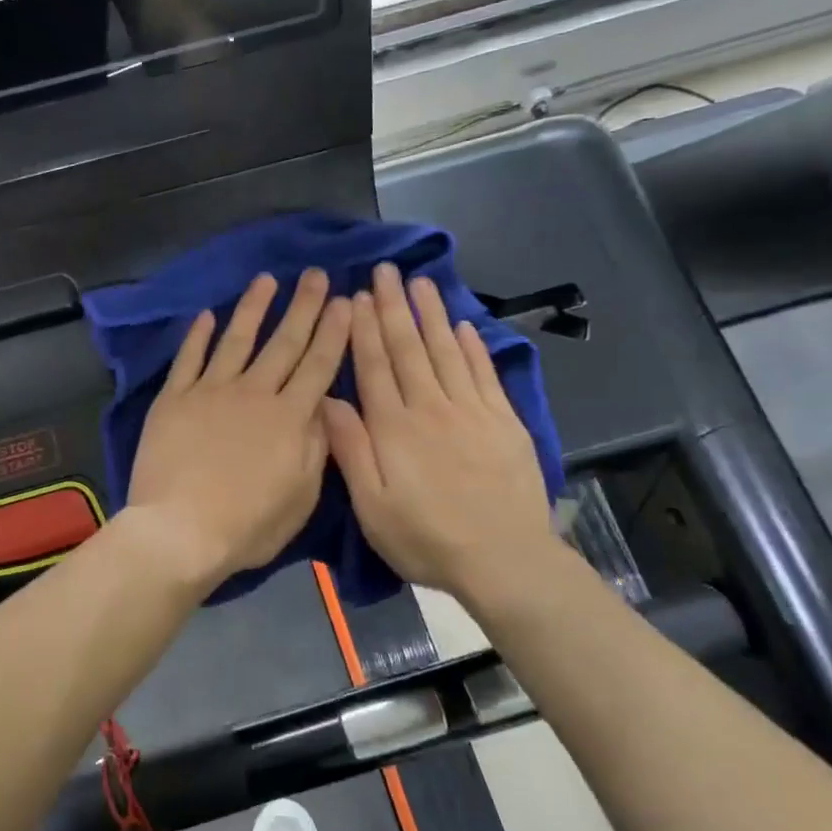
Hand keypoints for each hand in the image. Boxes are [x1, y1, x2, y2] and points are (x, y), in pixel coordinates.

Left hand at [126, 270, 351, 588]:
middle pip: (284, 342)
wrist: (180, 531)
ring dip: (253, 307)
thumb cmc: (247, 525)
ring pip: (237, 339)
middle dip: (303, 306)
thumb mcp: (301, 497)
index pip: (318, 365)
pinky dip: (197, 335)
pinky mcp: (174, 398)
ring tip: (266, 280)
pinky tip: (206, 314)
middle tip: (316, 275)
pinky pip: (189, 359)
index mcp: (289, 417)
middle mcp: (253, 393)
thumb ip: (316, 446)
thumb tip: (323, 406)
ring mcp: (210, 391)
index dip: (333, 331)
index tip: (345, 301)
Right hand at [323, 264, 563, 603]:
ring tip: (420, 281)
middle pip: (409, 348)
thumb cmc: (425, 538)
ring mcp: (472, 411)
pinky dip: (473, 346)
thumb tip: (327, 399)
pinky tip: (463, 325)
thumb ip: (350, 449)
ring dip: (431, 314)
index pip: (375, 366)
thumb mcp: (371, 506)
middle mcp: (431, 408)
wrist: (503, 560)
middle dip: (395, 307)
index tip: (358, 296)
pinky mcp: (504, 422)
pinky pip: (484, 373)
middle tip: (386, 271)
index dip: (365, 329)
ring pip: (446, 351)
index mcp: (394, 427)